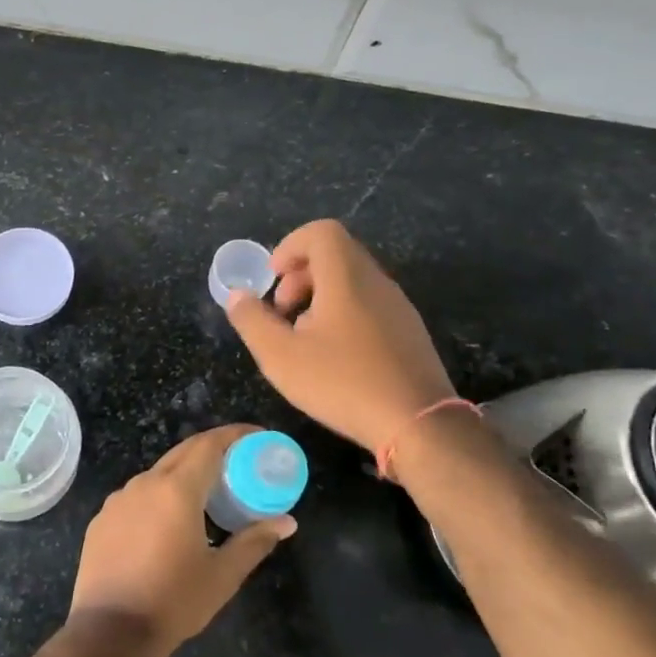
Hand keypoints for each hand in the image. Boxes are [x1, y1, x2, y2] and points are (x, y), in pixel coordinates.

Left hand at [69, 425, 294, 656]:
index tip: (257, 436)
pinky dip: (159, 496)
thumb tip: (287, 522)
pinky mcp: (103, 518)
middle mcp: (145, 483)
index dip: (234, 435)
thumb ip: (254, 542)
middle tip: (238, 461)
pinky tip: (168, 523)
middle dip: (212, 449)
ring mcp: (119, 499)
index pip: (209, 444)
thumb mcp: (222, 576)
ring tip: (207, 494)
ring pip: (158, 473)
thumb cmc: (173, 602)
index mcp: (176, 490)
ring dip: (184, 474)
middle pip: (183, 452)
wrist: (109, 633)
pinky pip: (137, 495)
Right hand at [225, 219, 456, 453]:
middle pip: (335, 255)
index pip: (321, 232)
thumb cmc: (343, 383)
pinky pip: (370, 305)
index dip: (291, 246)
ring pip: (352, 282)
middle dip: (300, 276)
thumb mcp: (281, 356)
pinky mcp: (409, 331)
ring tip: (304, 339)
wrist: (418, 424)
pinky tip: (335, 358)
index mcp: (346, 277)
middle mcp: (376, 282)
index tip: (273, 278)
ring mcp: (398, 306)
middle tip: (282, 313)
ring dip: (320, 299)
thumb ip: (252, 320)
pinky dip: (344, 315)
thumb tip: (237, 295)